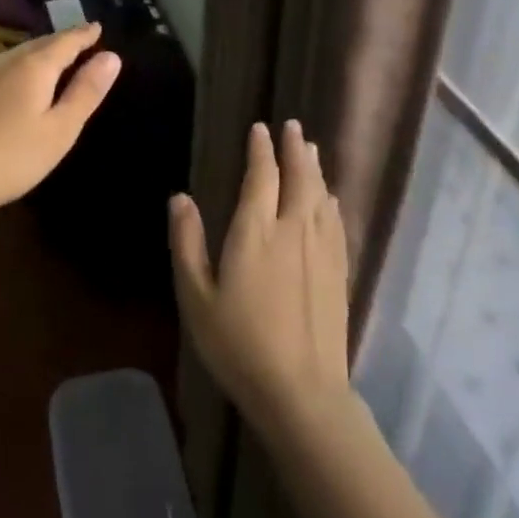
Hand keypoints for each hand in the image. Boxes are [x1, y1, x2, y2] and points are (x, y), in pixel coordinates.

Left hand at [0, 22, 121, 223]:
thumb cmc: (10, 157)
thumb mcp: (60, 130)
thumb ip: (85, 91)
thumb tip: (111, 56)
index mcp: (33, 65)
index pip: (66, 40)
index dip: (85, 35)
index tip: (98, 28)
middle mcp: (6, 60)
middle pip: (42, 43)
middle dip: (64, 42)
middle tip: (83, 42)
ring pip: (20, 54)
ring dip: (42, 53)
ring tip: (58, 59)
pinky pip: (5, 68)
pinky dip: (24, 67)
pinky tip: (23, 82)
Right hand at [170, 121, 352, 441]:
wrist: (301, 391)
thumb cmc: (239, 345)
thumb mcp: (197, 298)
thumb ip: (187, 244)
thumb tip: (180, 198)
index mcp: (256, 232)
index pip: (262, 177)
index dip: (261, 150)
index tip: (260, 129)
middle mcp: (293, 230)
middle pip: (297, 177)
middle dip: (293, 148)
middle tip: (291, 126)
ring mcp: (321, 249)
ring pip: (320, 194)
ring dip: (314, 167)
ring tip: (310, 148)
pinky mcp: (338, 270)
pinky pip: (335, 220)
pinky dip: (330, 199)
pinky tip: (329, 195)